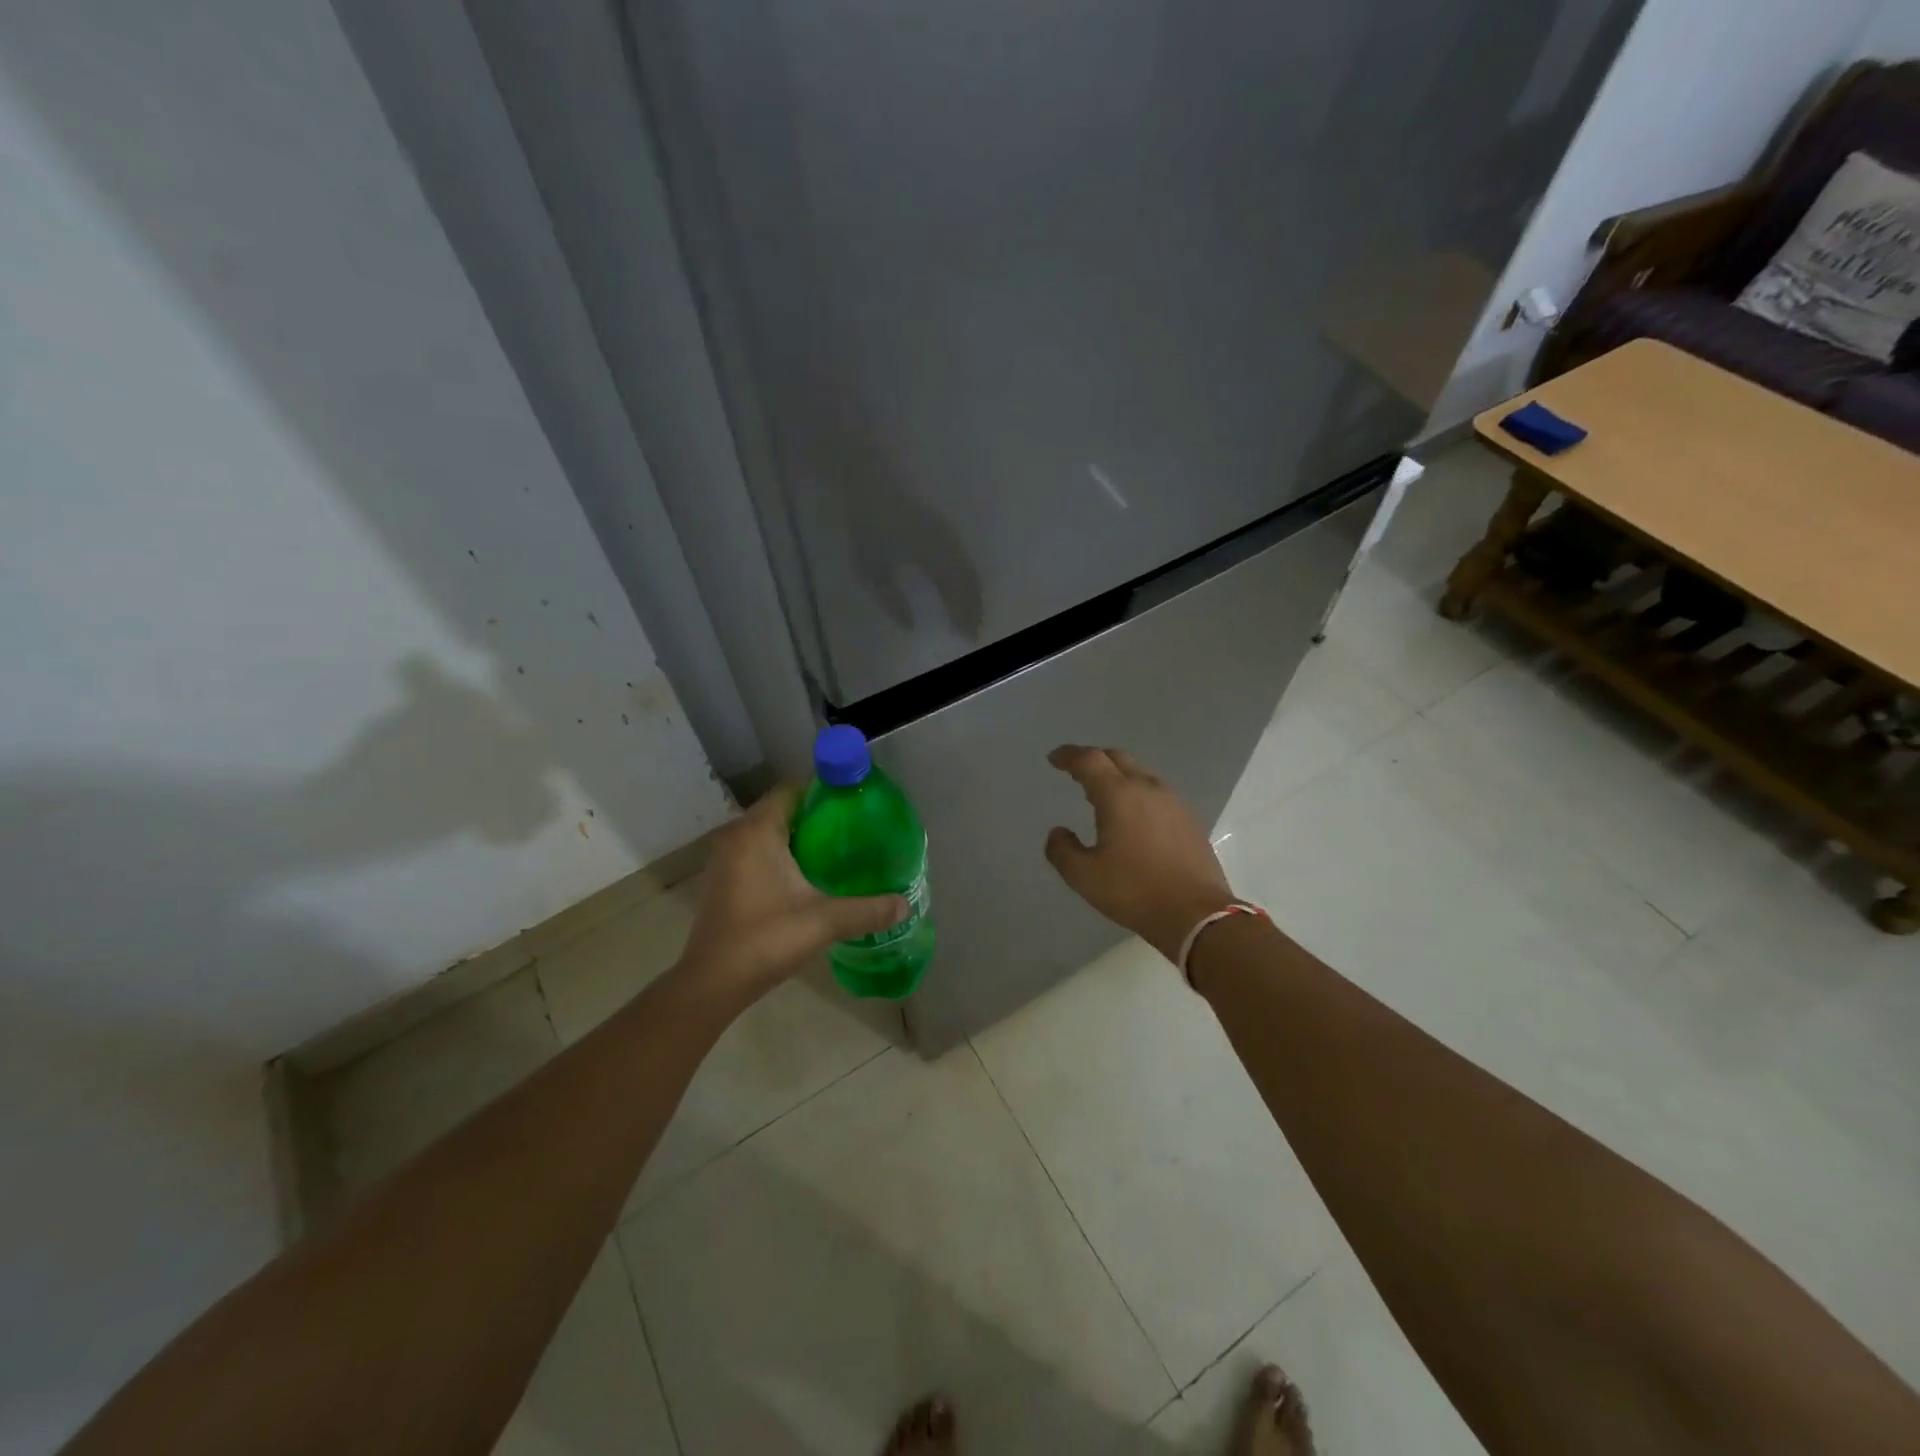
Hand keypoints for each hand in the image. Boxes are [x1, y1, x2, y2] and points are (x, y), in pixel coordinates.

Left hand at [677, 784, 905, 1006]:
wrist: (713, 983)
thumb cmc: (766, 938)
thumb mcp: (824, 921)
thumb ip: (867, 910)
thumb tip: (905, 905)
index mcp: (757, 831)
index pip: (791, 790)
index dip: (822, 792)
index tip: (853, 804)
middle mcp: (736, 836)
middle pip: (781, 811)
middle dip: (815, 817)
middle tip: (852, 830)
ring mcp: (724, 860)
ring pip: (767, 835)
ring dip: (797, 839)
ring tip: (835, 853)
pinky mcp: (721, 882)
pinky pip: (755, 854)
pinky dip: (779, 858)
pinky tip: (806, 878)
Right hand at [1044, 745, 1235, 962]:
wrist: (1197, 915)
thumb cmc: (1135, 891)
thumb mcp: (1084, 876)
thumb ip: (1062, 850)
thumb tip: (1058, 833)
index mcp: (1119, 795)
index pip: (1089, 760)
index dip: (1068, 755)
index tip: (1054, 759)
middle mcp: (1148, 788)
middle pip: (1117, 758)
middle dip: (1093, 759)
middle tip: (1076, 772)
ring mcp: (1173, 802)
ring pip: (1140, 774)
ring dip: (1117, 776)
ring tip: (1101, 795)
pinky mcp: (1189, 819)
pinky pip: (1156, 793)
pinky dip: (1136, 793)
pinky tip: (1132, 816)